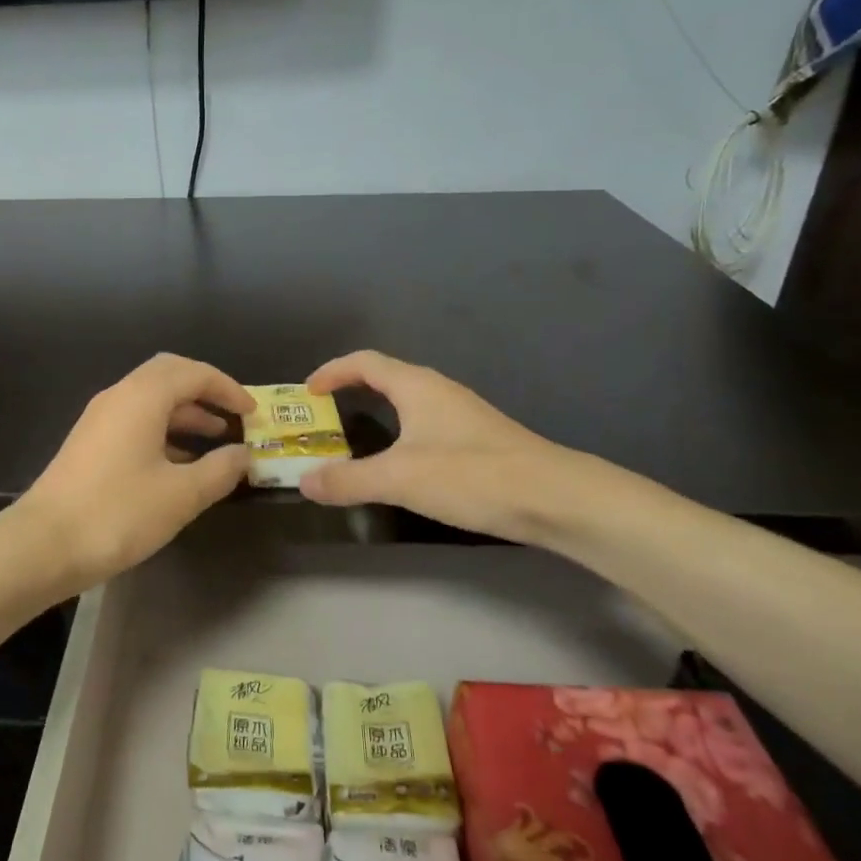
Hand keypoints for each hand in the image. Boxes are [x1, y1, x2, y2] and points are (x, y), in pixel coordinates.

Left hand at [8, 353, 253, 594]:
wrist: (43, 546)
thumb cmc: (118, 513)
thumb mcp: (181, 495)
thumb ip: (219, 470)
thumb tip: (243, 454)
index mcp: (142, 397)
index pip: (193, 373)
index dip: (228, 388)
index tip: (253, 413)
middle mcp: (118, 397)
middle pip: (169, 375)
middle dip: (205, 392)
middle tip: (234, 416)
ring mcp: (99, 419)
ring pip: (151, 400)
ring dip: (186, 413)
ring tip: (216, 441)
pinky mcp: (90, 444)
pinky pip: (136, 421)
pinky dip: (164, 431)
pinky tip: (180, 463)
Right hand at [298, 350, 583, 543]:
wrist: (555, 498)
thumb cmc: (471, 475)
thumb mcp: (399, 479)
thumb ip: (348, 480)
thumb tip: (305, 482)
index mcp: (416, 386)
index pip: (364, 362)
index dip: (332, 372)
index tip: (307, 393)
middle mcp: (438, 391)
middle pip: (385, 378)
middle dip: (349, 392)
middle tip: (323, 418)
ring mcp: (461, 414)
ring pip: (407, 403)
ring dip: (376, 414)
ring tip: (353, 441)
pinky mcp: (477, 440)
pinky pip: (424, 425)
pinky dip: (399, 435)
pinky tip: (401, 465)